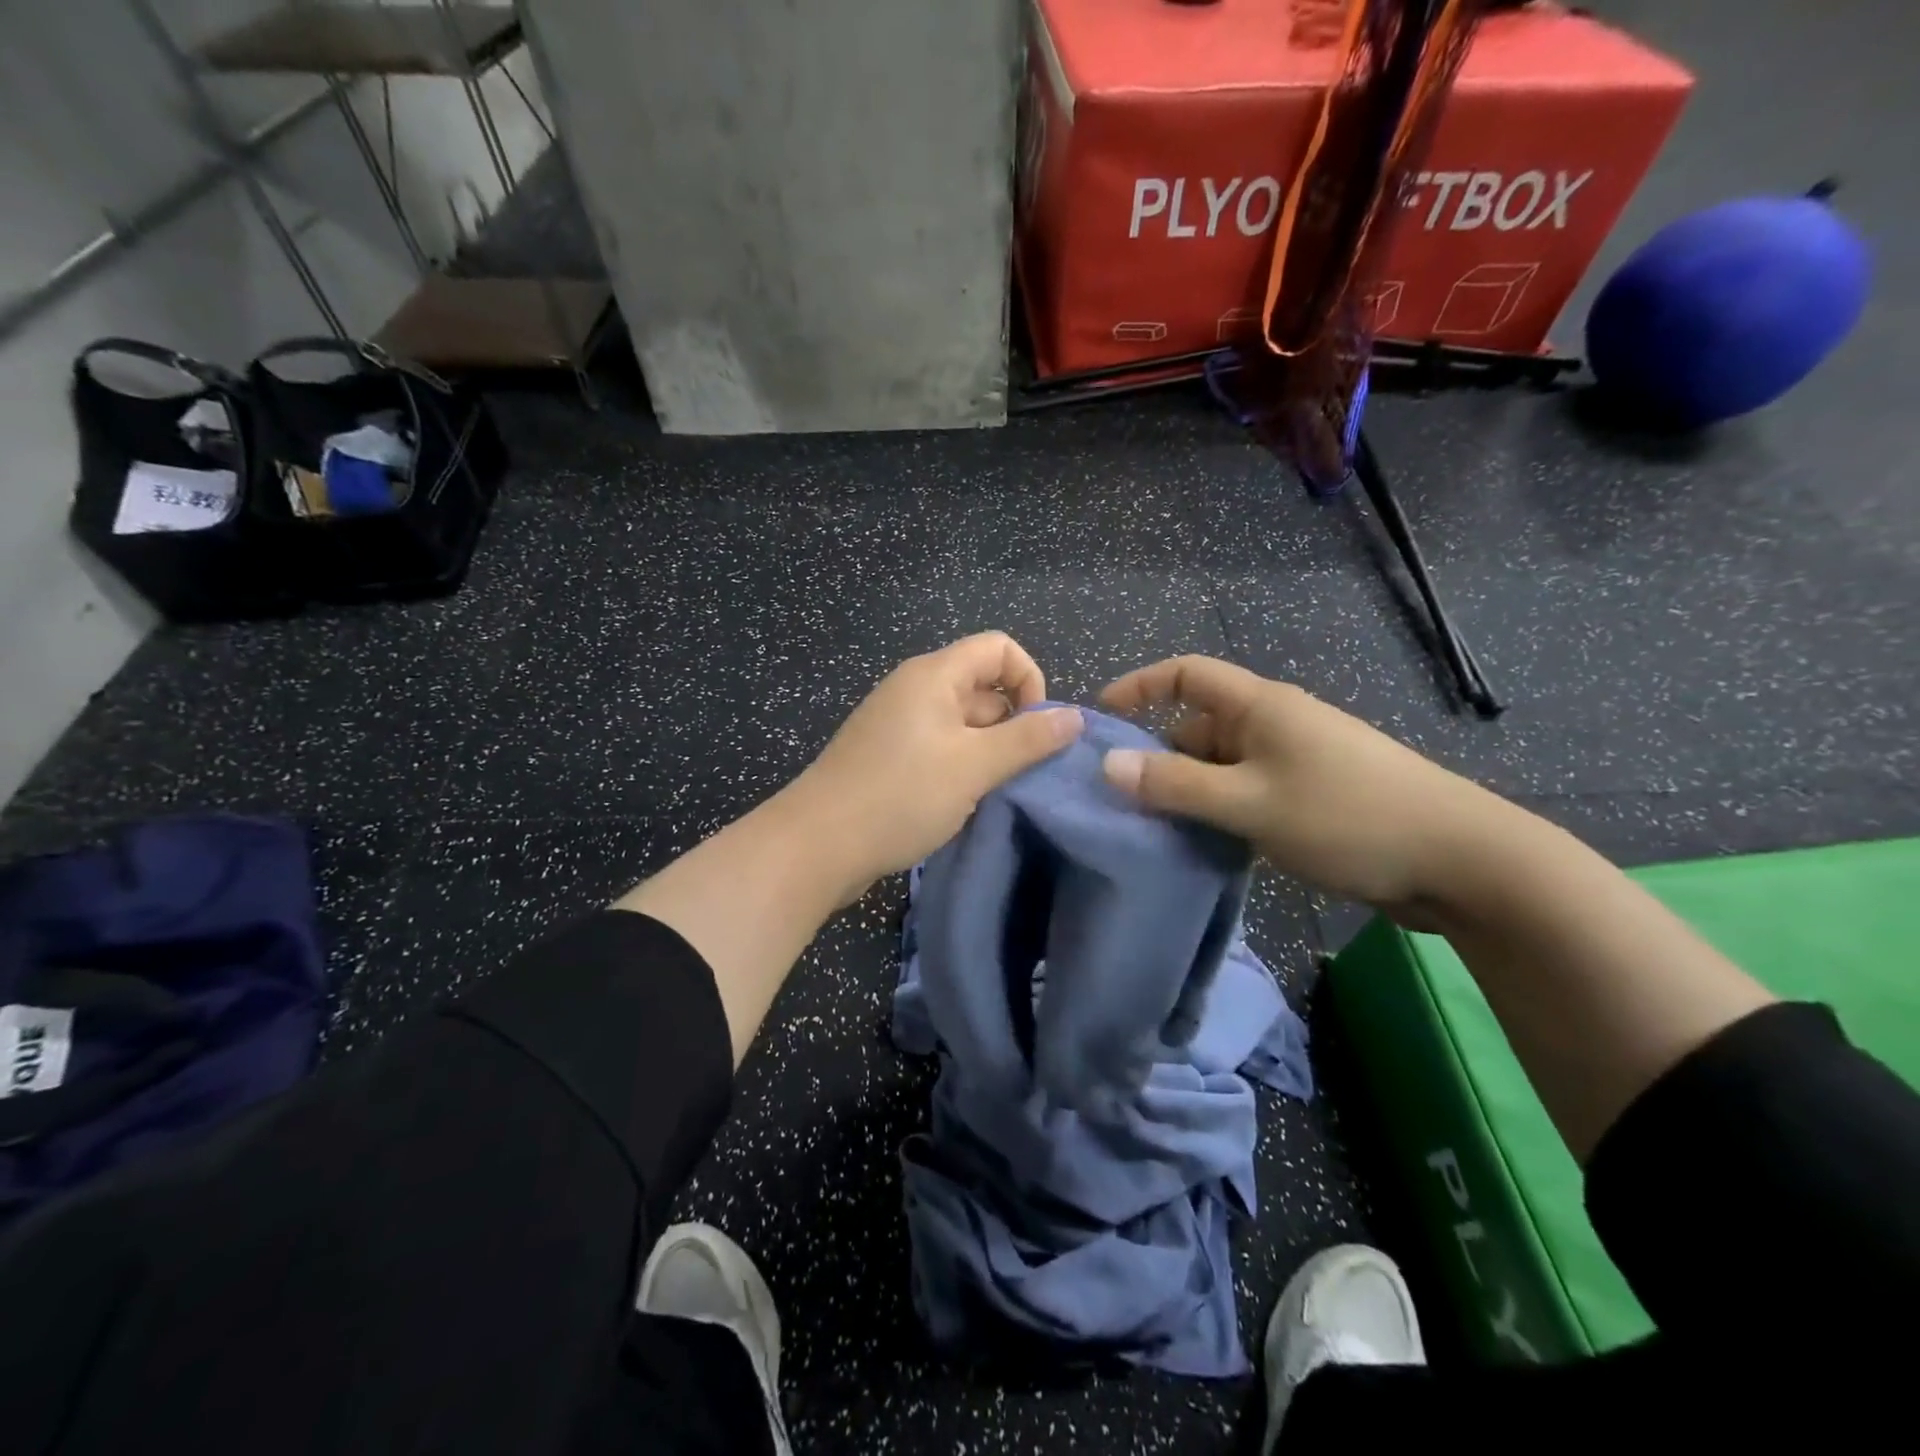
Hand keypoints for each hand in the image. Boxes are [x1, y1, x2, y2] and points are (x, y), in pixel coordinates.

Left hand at [788, 633, 1083, 899]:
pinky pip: (940, 747)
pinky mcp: (888, 755)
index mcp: (934, 675)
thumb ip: (1028, 739)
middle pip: (983, 686)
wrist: (818, 845)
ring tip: (991, 792)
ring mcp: (898, 723)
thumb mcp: (974, 766)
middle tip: (1020, 773)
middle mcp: (915, 689)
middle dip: (1012, 724)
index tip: (1036, 729)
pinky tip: (961, 802)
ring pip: (963, 723)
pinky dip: (960, 767)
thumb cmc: (901, 795)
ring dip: (988, 752)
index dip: (1029, 680)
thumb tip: (1075, 717)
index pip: (999, 648)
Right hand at [1099, 656, 1500, 916]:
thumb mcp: (1248, 801)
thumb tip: (1108, 766)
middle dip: (1159, 757)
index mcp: (1260, 706)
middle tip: (1122, 800)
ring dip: (1190, 793)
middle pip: (1198, 727)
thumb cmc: (1346, 815)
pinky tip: (1207, 848)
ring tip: (1156, 831)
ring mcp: (1295, 761)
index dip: (1140, 686)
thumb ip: (1175, 785)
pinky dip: (1221, 813)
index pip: (1186, 674)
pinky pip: (1247, 794)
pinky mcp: (1311, 797)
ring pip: (1222, 767)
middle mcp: (1275, 724)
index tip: (1101, 717)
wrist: (1460, 860)